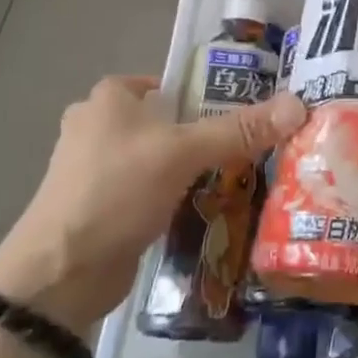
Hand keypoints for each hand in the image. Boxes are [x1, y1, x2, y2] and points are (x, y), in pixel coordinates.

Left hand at [0, 75, 307, 332]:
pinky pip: (151, 190)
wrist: (60, 274)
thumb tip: (298, 105)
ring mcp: (97, 169)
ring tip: (241, 177)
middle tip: (252, 148)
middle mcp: (99, 126)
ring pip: (161, 158)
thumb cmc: (115, 192)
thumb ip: (238, 130)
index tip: (247, 113)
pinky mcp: (103, 206)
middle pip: (169, 121)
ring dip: (193, 168)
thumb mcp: (182, 153)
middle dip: (206, 134)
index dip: (209, 93)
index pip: (171, 83)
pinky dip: (175, 196)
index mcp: (109, 98)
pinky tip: (207, 208)